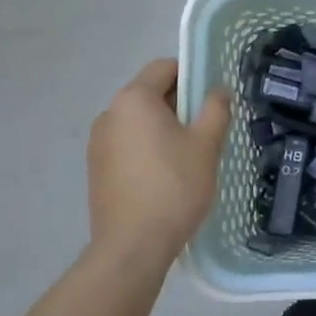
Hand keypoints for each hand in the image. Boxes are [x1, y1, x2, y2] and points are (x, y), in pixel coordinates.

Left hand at [86, 59, 230, 270]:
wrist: (132, 247)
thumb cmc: (173, 187)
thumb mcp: (206, 144)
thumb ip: (216, 108)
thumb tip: (219, 90)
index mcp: (134, 99)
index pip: (165, 68)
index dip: (192, 76)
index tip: (212, 100)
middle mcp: (110, 113)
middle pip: (150, 94)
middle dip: (180, 105)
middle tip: (206, 130)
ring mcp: (98, 143)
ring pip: (139, 122)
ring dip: (163, 129)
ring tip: (188, 158)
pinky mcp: (96, 169)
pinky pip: (127, 145)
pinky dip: (147, 150)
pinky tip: (165, 177)